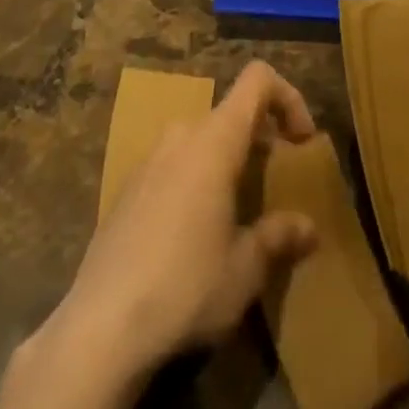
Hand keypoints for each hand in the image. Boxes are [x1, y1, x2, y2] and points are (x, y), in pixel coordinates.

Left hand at [0, 63, 321, 408]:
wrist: (99, 328)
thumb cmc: (185, 288)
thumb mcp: (245, 269)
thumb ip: (278, 238)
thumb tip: (309, 227)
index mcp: (214, 140)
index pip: (257, 80)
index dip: (288, 96)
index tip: (302, 142)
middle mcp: (181, 135)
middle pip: (230, 112)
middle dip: (260, 138)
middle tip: (276, 182)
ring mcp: (149, 160)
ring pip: (201, 139)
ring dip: (228, 160)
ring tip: (240, 211)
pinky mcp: (127, 188)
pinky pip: (174, 164)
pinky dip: (197, 179)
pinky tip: (196, 234)